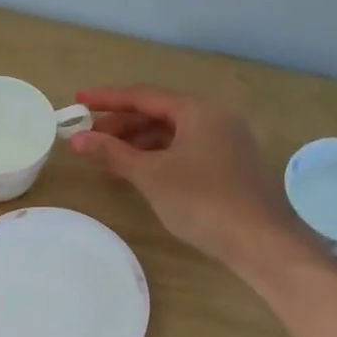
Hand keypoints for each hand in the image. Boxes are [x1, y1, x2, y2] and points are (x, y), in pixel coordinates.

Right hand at [70, 85, 322, 270]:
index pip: (144, 96)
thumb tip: (77, 139)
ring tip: (107, 158)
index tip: (78, 102)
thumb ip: (112, 153)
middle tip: (89, 139)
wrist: (259, 241)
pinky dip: (158, 156)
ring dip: (138, 142)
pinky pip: (185, 149)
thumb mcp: (150, 175)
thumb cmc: (202, 200)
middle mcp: (215, 117)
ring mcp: (225, 141)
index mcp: (198, 110)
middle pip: (159, 113)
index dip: (107, 99)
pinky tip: (139, 172)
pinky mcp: (229, 165)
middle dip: (121, 125)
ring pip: (172, 133)